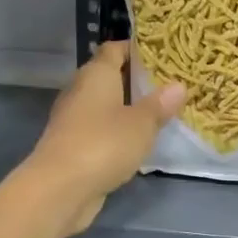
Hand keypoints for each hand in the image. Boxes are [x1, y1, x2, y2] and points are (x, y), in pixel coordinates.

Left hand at [24, 42, 183, 236]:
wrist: (59, 188)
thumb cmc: (103, 144)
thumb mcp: (142, 124)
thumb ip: (159, 104)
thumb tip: (178, 85)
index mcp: (96, 74)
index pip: (115, 49)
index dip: (136, 49)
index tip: (162, 55)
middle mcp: (81, 90)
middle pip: (109, 76)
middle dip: (135, 80)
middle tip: (167, 85)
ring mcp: (73, 119)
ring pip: (104, 105)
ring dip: (126, 108)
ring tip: (158, 112)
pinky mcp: (72, 145)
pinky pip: (99, 129)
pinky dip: (116, 131)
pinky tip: (137, 141)